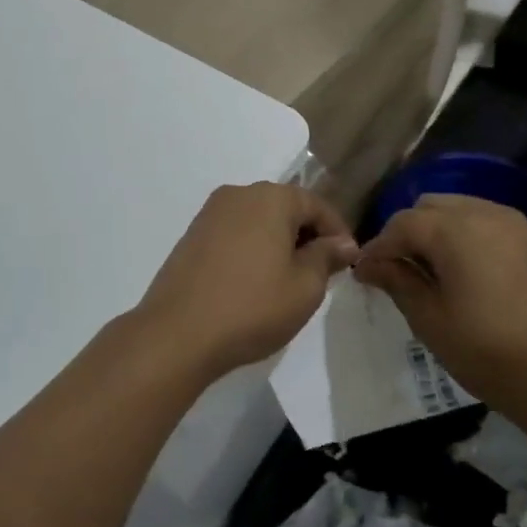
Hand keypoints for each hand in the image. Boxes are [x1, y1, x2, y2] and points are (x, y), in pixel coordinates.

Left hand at [136, 183, 358, 376]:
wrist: (178, 332)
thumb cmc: (252, 307)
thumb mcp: (305, 287)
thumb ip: (326, 257)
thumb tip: (343, 243)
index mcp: (271, 197)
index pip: (316, 205)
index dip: (337, 233)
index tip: (348, 262)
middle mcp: (239, 193)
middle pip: (285, 207)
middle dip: (306, 235)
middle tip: (321, 273)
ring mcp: (210, 212)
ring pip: (258, 219)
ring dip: (277, 242)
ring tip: (288, 280)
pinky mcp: (192, 234)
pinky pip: (234, 232)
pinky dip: (251, 248)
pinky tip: (254, 281)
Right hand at [354, 195, 526, 414]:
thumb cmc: (490, 353)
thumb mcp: (431, 321)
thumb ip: (397, 282)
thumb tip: (368, 264)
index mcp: (455, 230)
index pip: (402, 223)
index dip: (378, 247)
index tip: (364, 274)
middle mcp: (486, 214)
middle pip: (431, 207)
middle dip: (408, 232)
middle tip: (397, 271)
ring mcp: (518, 226)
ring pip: (463, 210)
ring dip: (439, 232)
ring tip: (432, 271)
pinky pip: (491, 225)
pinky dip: (470, 238)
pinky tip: (469, 274)